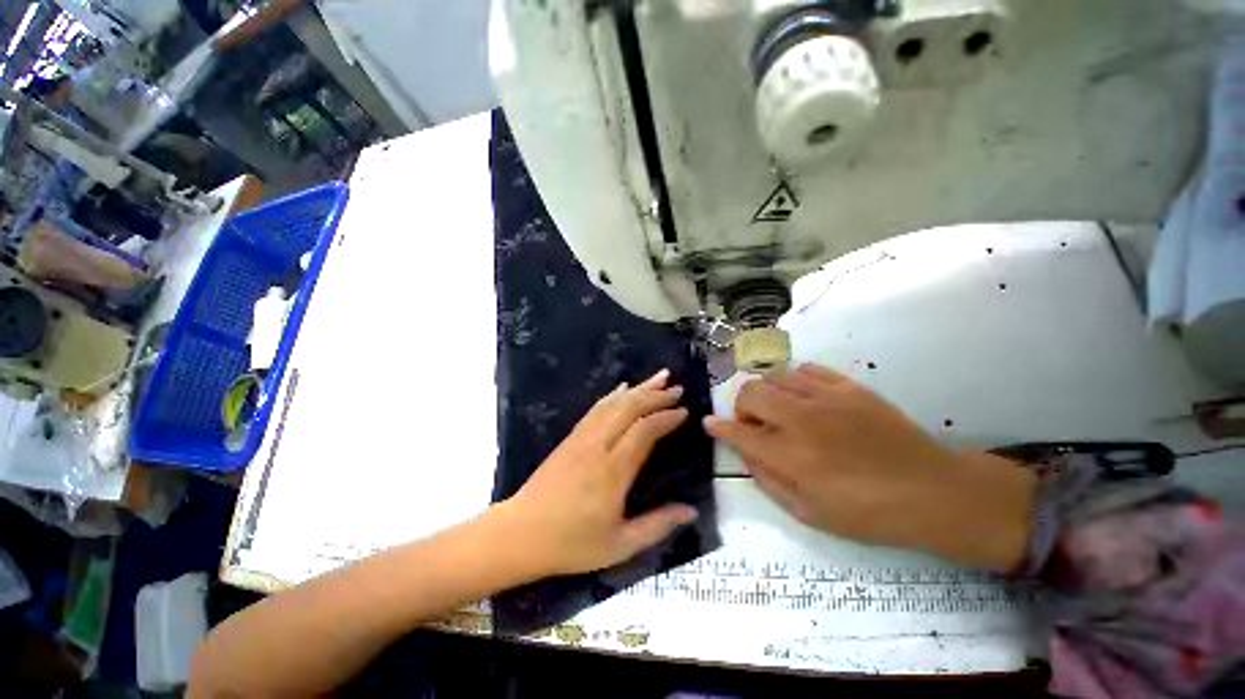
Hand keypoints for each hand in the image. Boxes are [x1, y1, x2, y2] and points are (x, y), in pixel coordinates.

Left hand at [501, 369, 699, 576]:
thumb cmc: (571, 543)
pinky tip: (623, 388)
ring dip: (638, 388)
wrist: (519, 534)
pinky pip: (596, 408)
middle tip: (678, 388)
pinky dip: (613, 395)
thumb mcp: (619, 545)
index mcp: (612, 471)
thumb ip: (657, 526)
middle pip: (629, 409)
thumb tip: (691, 510)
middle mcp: (598, 446)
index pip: (644, 431)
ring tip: (659, 377)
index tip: (684, 411)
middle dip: (655, 395)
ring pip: (613, 404)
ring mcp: (582, 438)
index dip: (665, 417)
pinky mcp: (571, 437)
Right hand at [705, 364, 1036, 571]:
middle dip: (741, 408)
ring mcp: (827, 397)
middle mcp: (802, 419)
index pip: (739, 433)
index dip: (719, 427)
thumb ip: (769, 481)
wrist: (933, 491)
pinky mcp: (849, 386)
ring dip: (766, 394)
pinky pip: (806, 369)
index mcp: (792, 455)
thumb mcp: (810, 514)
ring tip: (779, 411)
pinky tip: (804, 399)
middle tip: (754, 425)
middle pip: (751, 393)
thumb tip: (746, 454)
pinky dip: (794, 381)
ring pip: (775, 376)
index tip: (710, 424)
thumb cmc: (868, 513)